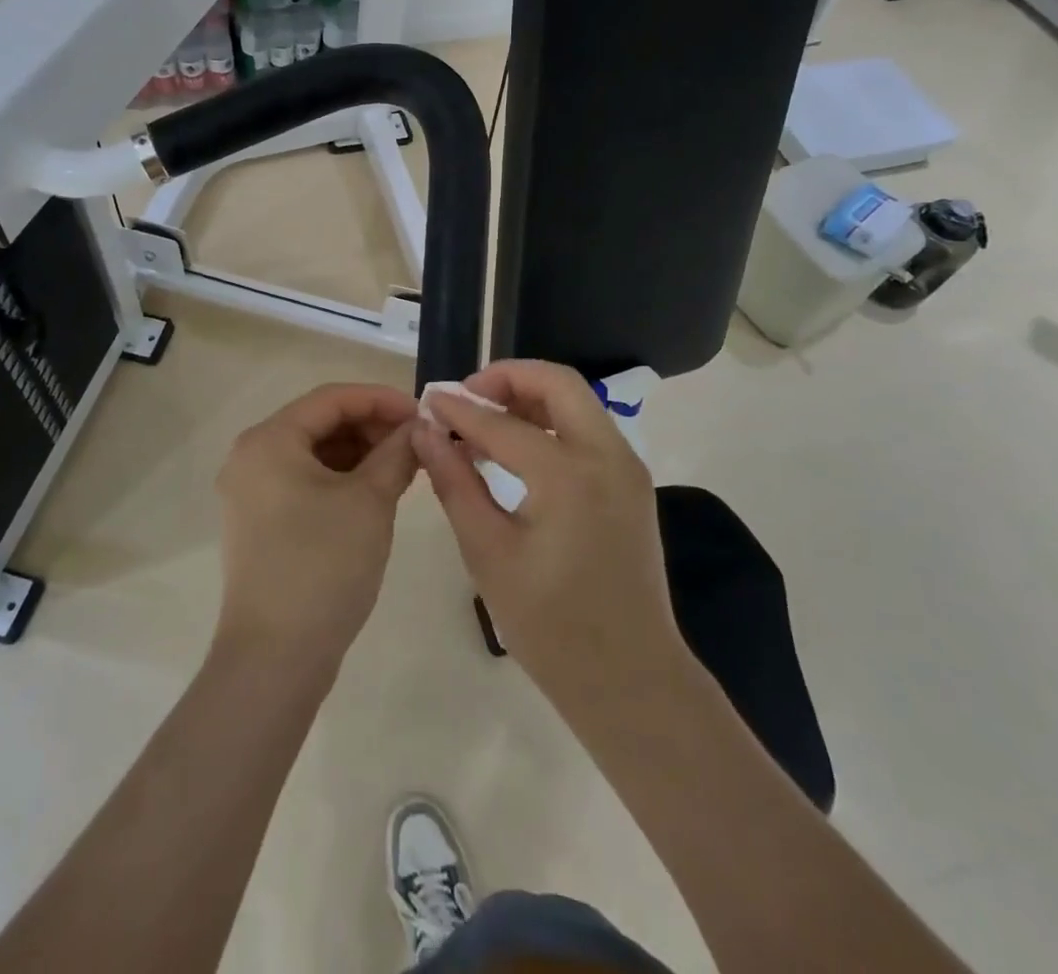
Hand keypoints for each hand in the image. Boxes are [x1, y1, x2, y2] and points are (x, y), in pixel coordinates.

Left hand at [213, 383, 419, 673]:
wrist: (275, 658)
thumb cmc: (323, 566)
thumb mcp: (370, 502)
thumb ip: (397, 454)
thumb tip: (419, 428)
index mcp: (269, 440)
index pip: (331, 398)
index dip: (381, 399)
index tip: (423, 413)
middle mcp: (251, 457)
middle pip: (320, 423)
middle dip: (371, 426)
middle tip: (416, 442)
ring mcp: (251, 492)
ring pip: (313, 453)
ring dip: (359, 452)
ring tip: (403, 467)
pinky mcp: (259, 522)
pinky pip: (304, 481)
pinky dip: (341, 478)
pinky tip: (375, 491)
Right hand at [413, 360, 685, 709]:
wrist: (630, 679)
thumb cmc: (550, 626)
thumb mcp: (488, 553)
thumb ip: (455, 482)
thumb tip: (425, 432)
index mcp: (569, 475)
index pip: (502, 423)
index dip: (459, 409)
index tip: (427, 401)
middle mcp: (607, 456)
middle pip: (557, 383)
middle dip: (507, 378)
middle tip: (466, 398)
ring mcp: (627, 467)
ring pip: (577, 401)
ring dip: (530, 396)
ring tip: (485, 417)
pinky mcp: (632, 483)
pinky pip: (589, 428)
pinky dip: (551, 420)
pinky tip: (518, 445)